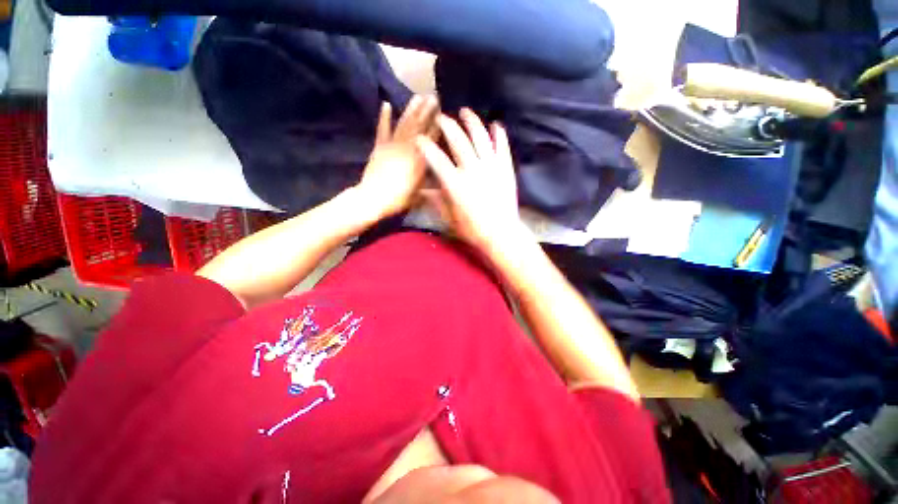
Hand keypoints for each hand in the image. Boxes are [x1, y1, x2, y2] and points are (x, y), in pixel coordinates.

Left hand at [357, 95, 438, 217]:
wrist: (373, 199)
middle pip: (418, 127)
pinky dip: (384, 117)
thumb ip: (429, 185)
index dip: (437, 126)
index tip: (443, 113)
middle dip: (427, 111)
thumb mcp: (419, 195)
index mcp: (419, 161)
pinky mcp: (379, 147)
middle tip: (434, 96)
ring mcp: (391, 147)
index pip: (430, 140)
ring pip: (403, 125)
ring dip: (410, 110)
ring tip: (417, 96)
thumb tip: (439, 180)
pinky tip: (386, 104)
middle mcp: (407, 150)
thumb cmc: (398, 199)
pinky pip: (382, 130)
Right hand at [415, 108, 528, 254]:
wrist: (501, 234)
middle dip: (447, 125)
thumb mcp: (449, 218)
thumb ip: (435, 201)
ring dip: (471, 121)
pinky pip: (502, 146)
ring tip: (465, 112)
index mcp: (455, 183)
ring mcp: (491, 167)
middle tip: (441, 117)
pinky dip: (498, 134)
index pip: (436, 158)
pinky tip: (495, 124)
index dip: (425, 145)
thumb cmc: (472, 229)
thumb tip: (421, 190)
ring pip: (480, 137)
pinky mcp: (505, 169)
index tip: (419, 138)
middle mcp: (472, 169)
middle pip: (458, 140)